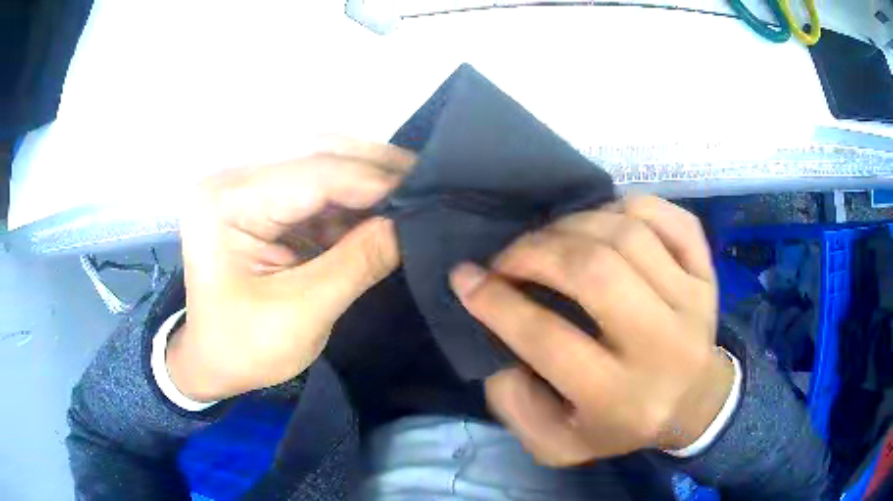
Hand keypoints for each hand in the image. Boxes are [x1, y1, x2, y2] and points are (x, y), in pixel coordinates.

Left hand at [167, 138, 415, 401]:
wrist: (211, 360)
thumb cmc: (244, 347)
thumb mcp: (302, 313)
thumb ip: (357, 263)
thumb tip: (410, 225)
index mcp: (226, 204)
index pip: (311, 175)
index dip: (372, 181)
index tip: (424, 193)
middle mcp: (232, 180)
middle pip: (314, 154)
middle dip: (373, 169)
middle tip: (423, 183)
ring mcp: (245, 187)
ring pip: (319, 165)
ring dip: (364, 181)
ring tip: (408, 195)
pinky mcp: (260, 201)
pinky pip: (313, 189)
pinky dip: (349, 201)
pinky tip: (378, 211)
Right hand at [450, 196, 734, 465]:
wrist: (695, 403)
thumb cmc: (624, 426)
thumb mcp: (559, 445)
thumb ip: (517, 409)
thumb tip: (500, 350)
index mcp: (620, 397)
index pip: (549, 339)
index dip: (496, 302)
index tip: (465, 279)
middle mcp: (662, 345)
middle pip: (594, 271)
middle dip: (534, 252)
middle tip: (506, 258)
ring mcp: (692, 301)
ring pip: (628, 234)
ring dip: (574, 224)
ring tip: (550, 239)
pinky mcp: (707, 274)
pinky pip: (673, 219)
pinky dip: (630, 206)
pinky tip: (605, 219)